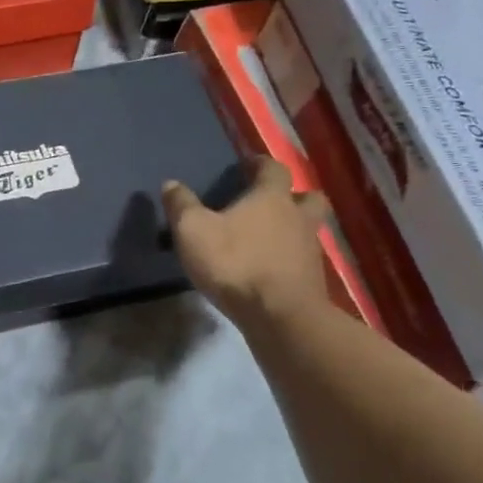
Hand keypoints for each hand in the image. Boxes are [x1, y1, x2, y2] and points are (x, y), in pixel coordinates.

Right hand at [163, 157, 331, 326]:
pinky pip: (303, 260)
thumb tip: (170, 184)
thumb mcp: (193, 232)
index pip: (274, 169)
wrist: (280, 317)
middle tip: (271, 203)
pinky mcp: (312, 281)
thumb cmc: (236, 264)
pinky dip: (289, 260)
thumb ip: (182, 205)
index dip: (261, 164)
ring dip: (293, 230)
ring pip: (308, 230)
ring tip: (268, 240)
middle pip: (308, 198)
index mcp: (272, 198)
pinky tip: (270, 270)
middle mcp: (298, 218)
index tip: (248, 166)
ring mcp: (310, 251)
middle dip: (293, 196)